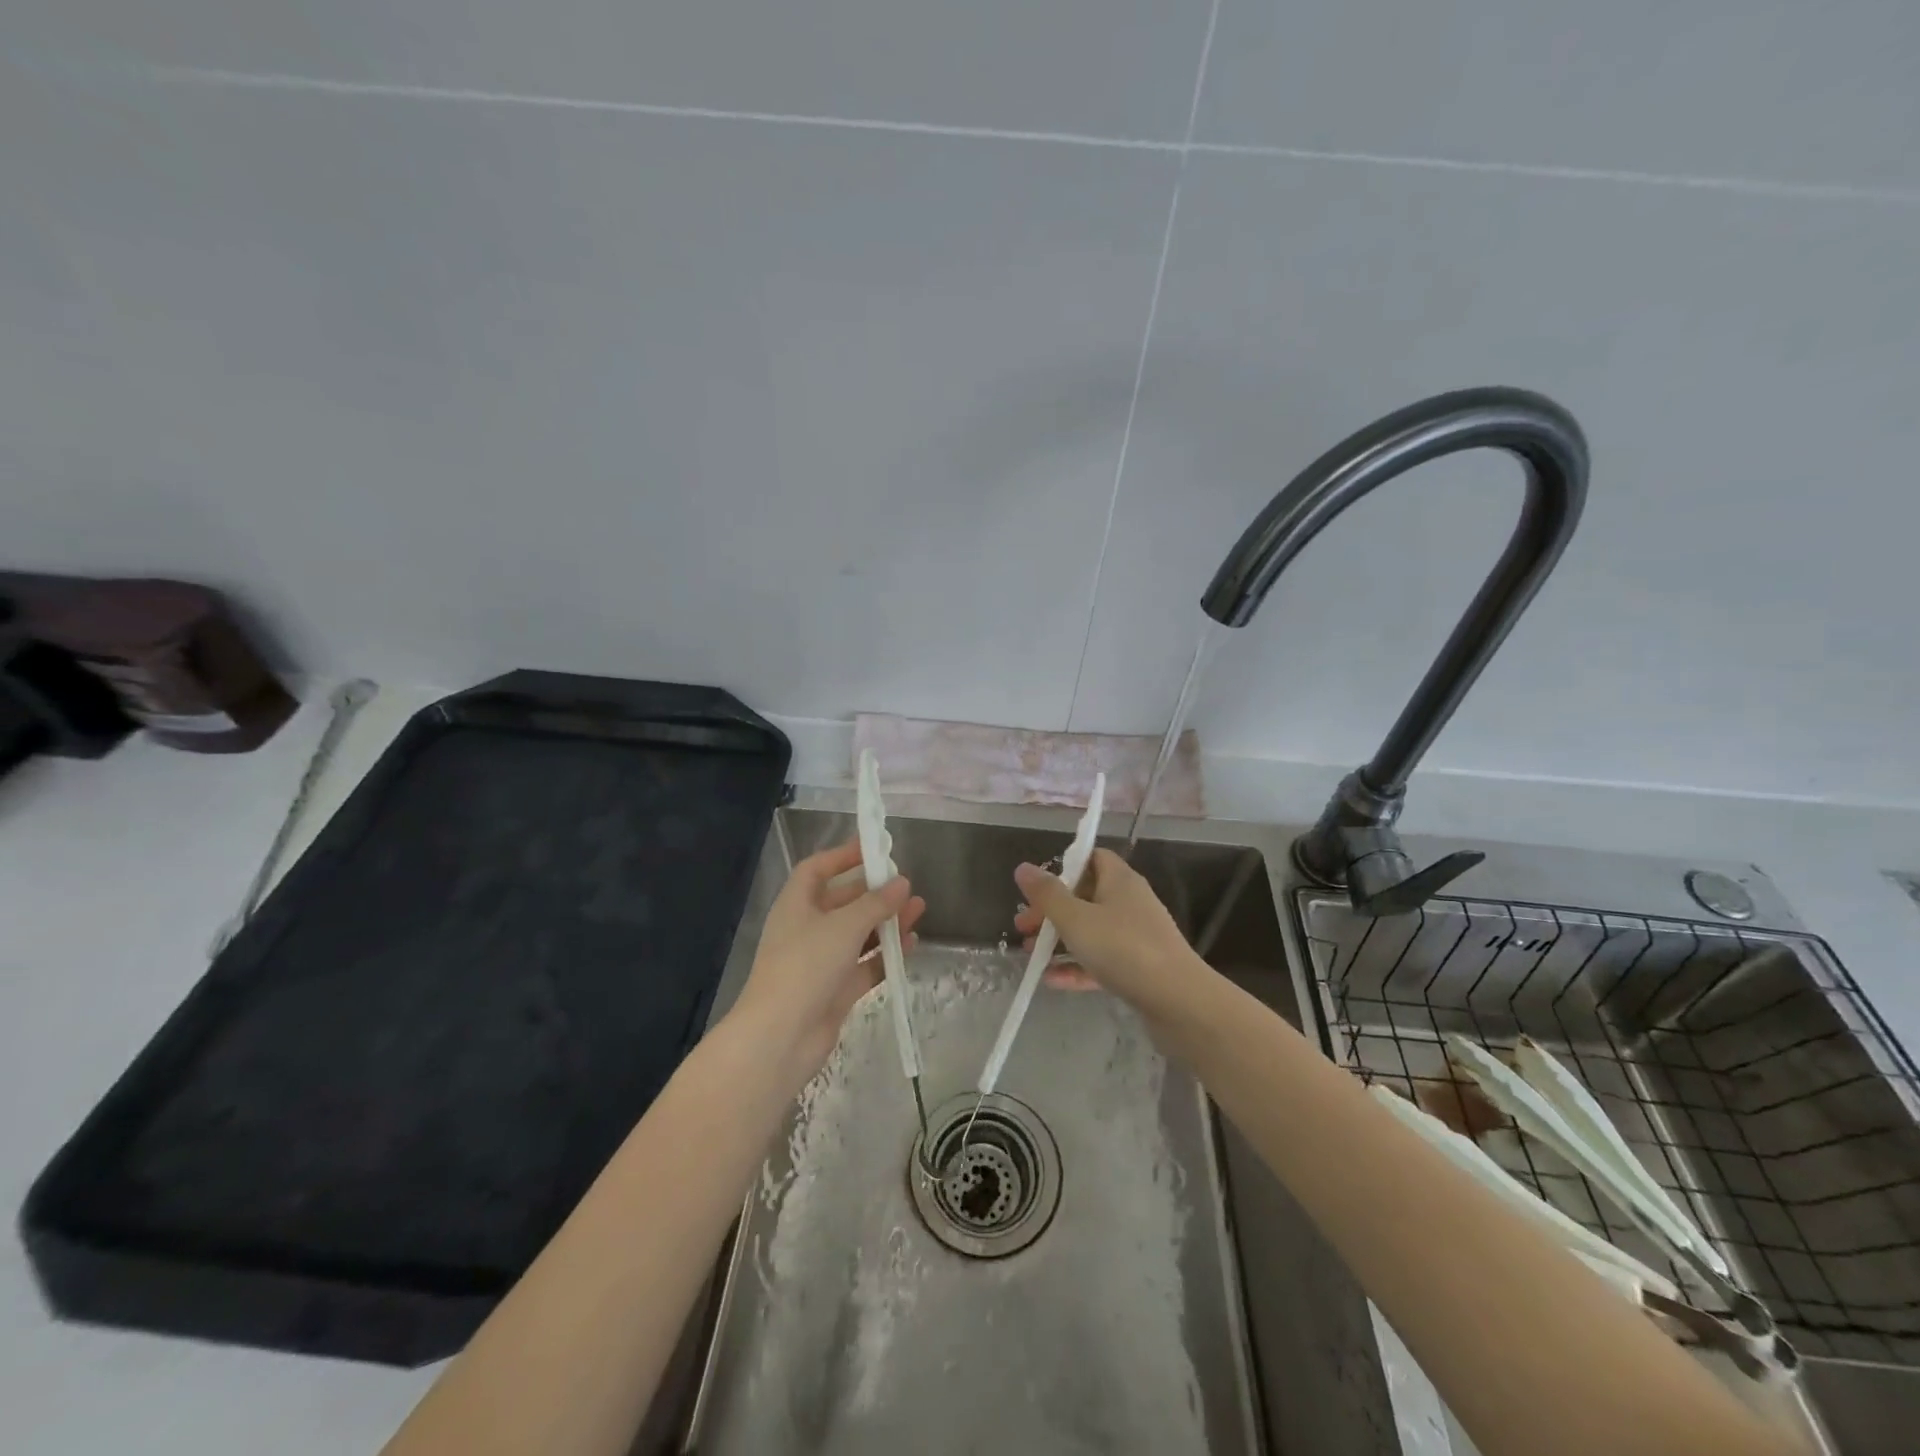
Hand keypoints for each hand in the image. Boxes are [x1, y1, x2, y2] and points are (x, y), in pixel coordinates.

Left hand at [727, 840, 925, 1087]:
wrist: (779, 1038)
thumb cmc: (805, 967)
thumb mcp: (844, 926)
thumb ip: (876, 903)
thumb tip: (902, 883)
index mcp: (796, 905)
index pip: (817, 869)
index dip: (842, 856)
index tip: (873, 848)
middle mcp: (806, 929)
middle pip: (841, 901)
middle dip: (873, 892)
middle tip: (905, 884)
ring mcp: (820, 962)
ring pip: (857, 934)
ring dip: (885, 922)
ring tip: (918, 909)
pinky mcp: (835, 991)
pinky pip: (865, 965)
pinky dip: (885, 954)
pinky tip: (912, 944)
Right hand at [1012, 849, 1211, 1028]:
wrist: (1179, 1002)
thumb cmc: (1124, 949)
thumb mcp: (1076, 919)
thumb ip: (1047, 894)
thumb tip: (1022, 867)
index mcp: (1119, 880)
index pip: (1092, 858)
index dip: (1064, 867)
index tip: (1039, 887)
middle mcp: (1130, 902)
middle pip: (1085, 896)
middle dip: (1052, 911)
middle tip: (1024, 927)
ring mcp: (1137, 937)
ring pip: (1092, 931)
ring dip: (1061, 941)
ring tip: (1031, 956)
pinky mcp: (1140, 968)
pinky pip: (1102, 960)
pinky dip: (1078, 966)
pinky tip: (1053, 981)